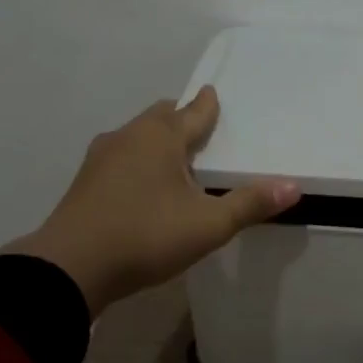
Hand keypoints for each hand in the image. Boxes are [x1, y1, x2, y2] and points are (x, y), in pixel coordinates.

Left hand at [2, 87, 299, 312]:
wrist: (69, 269)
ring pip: (136, 136)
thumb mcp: (208, 225)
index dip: (207, 105)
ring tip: (174, 159)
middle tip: (199, 129)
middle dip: (180, 118)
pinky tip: (143, 185)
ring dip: (156, 140)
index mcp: (161, 137)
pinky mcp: (85, 182)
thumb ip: (250, 204)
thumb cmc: (146, 236)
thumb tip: (293, 187)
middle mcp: (129, 137)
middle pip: (160, 117)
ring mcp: (101, 158)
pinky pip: (120, 157)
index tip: (212, 93)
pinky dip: (137, 161)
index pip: (192, 112)